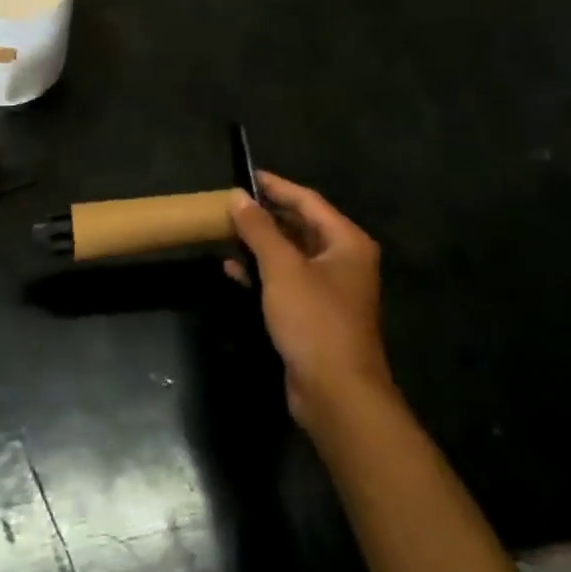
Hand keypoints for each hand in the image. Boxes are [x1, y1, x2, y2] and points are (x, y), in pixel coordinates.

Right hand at [227, 171, 393, 429]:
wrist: (337, 395)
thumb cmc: (314, 320)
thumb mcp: (282, 267)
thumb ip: (258, 228)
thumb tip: (237, 195)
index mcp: (346, 242)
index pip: (307, 200)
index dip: (276, 186)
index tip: (245, 175)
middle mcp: (343, 261)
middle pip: (299, 226)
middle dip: (264, 216)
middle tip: (230, 204)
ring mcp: (329, 290)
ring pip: (290, 255)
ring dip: (259, 244)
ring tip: (224, 232)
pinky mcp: (314, 315)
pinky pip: (285, 281)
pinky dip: (261, 272)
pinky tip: (232, 269)